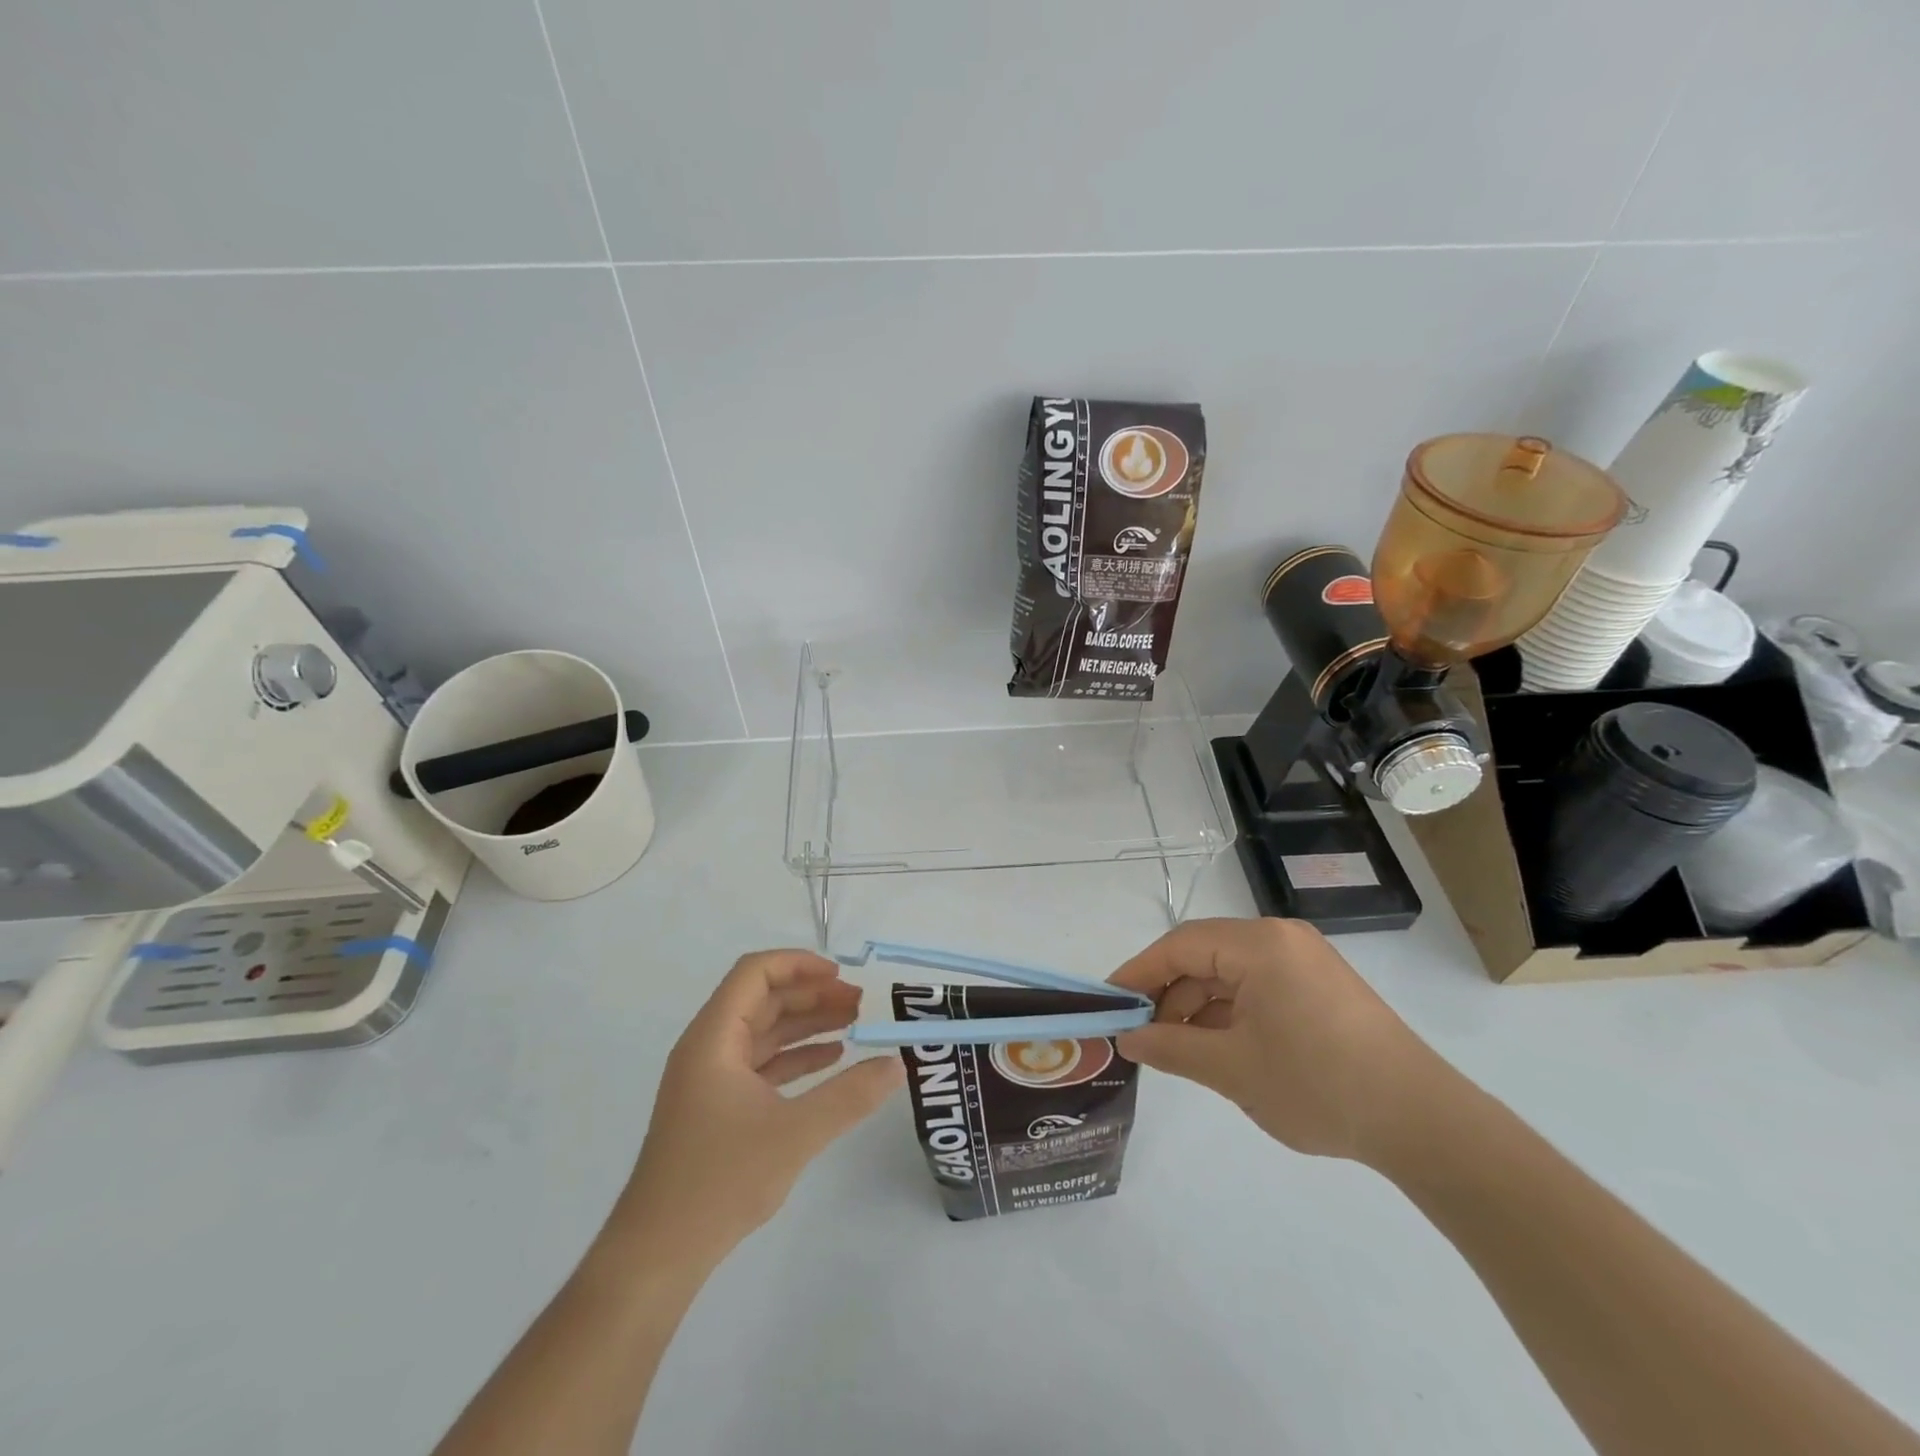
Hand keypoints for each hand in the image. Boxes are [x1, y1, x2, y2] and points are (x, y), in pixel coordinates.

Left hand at [615, 951, 903, 1259]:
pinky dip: (796, 1056)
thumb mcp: (795, 1134)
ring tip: (855, 1024)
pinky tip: (831, 1060)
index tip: (840, 976)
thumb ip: (849, 1095)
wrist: (657, 1254)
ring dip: (807, 1024)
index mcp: (714, 1038)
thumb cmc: (720, 1181)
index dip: (798, 964)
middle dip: (812, 995)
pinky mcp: (718, 1107)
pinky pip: (762, 1064)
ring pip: (764, 1032)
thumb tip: (896, 1065)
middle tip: (860, 1003)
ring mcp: (711, 1079)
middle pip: (763, 1000)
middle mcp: (709, 1048)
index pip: (755, 973)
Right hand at [1110, 917, 1445, 1165]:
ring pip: (1230, 975)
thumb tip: (1127, 1038)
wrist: (1422, 1123)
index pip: (1180, 946)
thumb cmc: (1318, 1085)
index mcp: (1260, 945)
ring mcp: (1304, 963)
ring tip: (1175, 1051)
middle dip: (1168, 994)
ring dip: (1198, 1008)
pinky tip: (1216, 1049)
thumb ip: (1171, 1048)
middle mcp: (1281, 940)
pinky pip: (1257, 989)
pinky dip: (1230, 1015)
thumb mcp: (1233, 1069)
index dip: (1139, 973)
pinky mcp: (1319, 988)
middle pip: (1204, 956)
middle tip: (1140, 1034)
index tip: (1108, 1002)